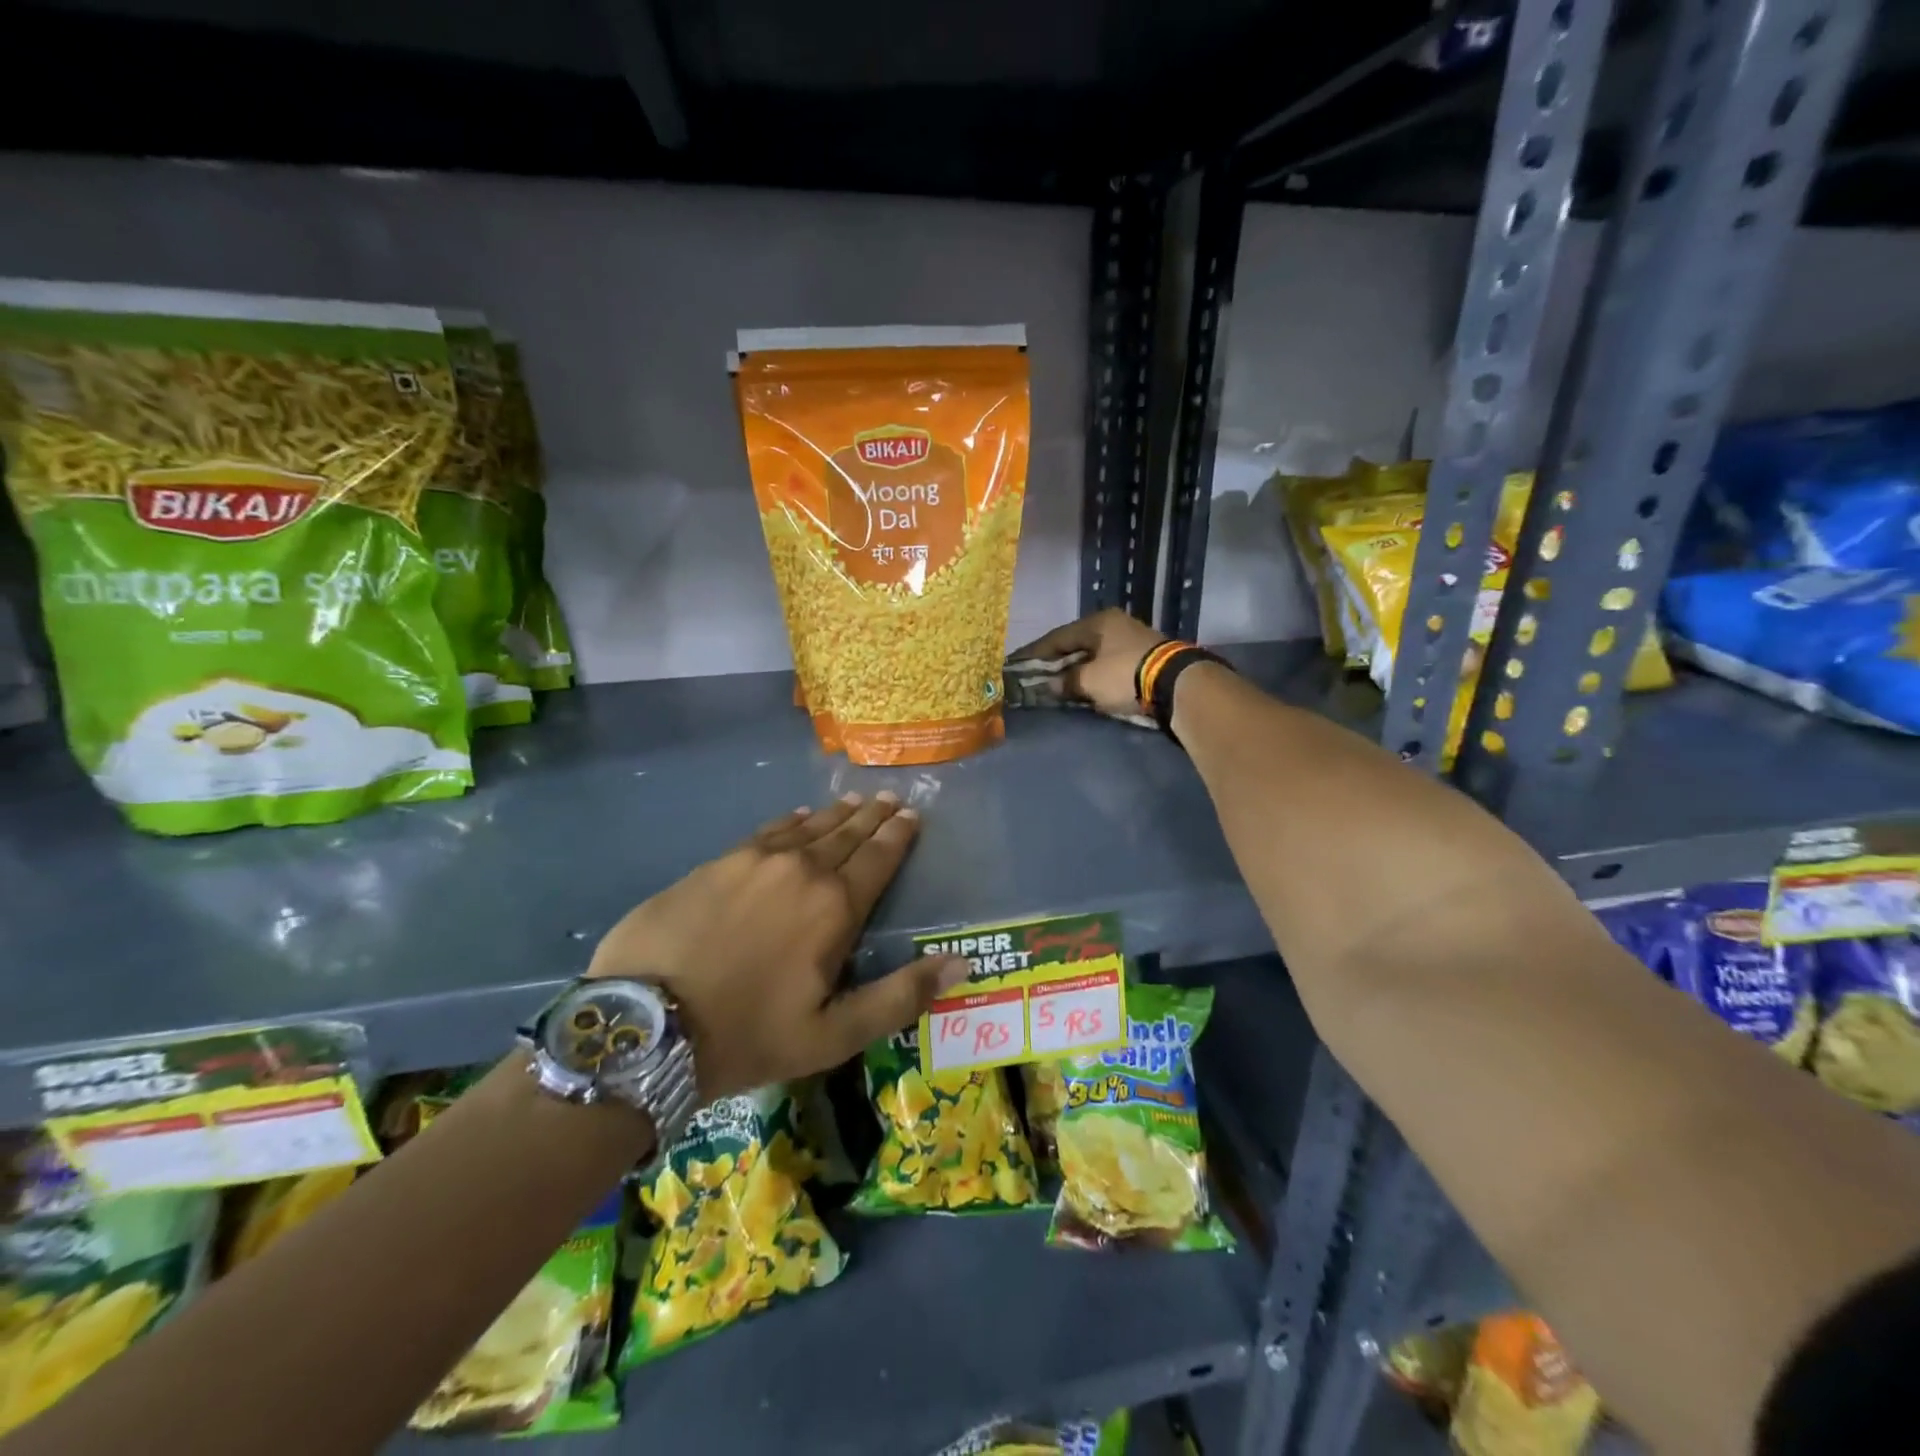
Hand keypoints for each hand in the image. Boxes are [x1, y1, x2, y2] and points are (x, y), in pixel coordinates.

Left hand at [587, 793, 965, 1100]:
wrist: (645, 1026)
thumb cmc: (749, 1035)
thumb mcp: (834, 1035)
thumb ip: (900, 996)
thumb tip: (961, 963)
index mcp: (834, 907)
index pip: (878, 859)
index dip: (898, 836)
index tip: (912, 815)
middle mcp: (800, 871)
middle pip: (846, 835)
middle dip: (872, 817)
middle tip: (891, 798)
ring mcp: (753, 861)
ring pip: (807, 828)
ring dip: (835, 815)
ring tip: (855, 801)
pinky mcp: (715, 864)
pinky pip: (765, 832)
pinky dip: (789, 822)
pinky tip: (797, 816)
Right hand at [1008, 609, 1167, 719]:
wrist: (1176, 683)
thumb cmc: (1125, 674)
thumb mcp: (1089, 680)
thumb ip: (1066, 681)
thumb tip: (1050, 685)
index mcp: (1097, 622)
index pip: (1057, 637)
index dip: (1035, 653)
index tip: (1017, 664)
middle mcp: (1114, 624)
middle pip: (1076, 644)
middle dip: (1056, 661)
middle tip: (1036, 674)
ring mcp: (1131, 639)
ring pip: (1093, 654)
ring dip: (1076, 669)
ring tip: (1058, 683)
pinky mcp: (1143, 657)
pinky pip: (1108, 664)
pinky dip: (1094, 674)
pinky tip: (1085, 685)